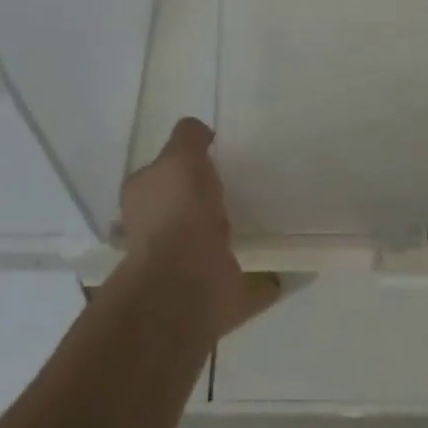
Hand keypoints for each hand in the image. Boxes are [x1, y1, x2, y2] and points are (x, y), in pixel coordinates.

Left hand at [121, 117, 277, 339]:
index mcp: (143, 199)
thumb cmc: (179, 210)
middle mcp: (157, 233)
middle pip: (183, 209)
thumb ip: (189, 138)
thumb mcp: (181, 155)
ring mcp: (185, 266)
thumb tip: (202, 134)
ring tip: (262, 216)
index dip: (179, 163)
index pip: (158, 174)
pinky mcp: (215, 293)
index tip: (210, 155)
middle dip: (204, 199)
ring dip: (230, 234)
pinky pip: (245, 281)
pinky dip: (263, 279)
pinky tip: (284, 264)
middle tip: (238, 182)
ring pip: (211, 243)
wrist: (186, 282)